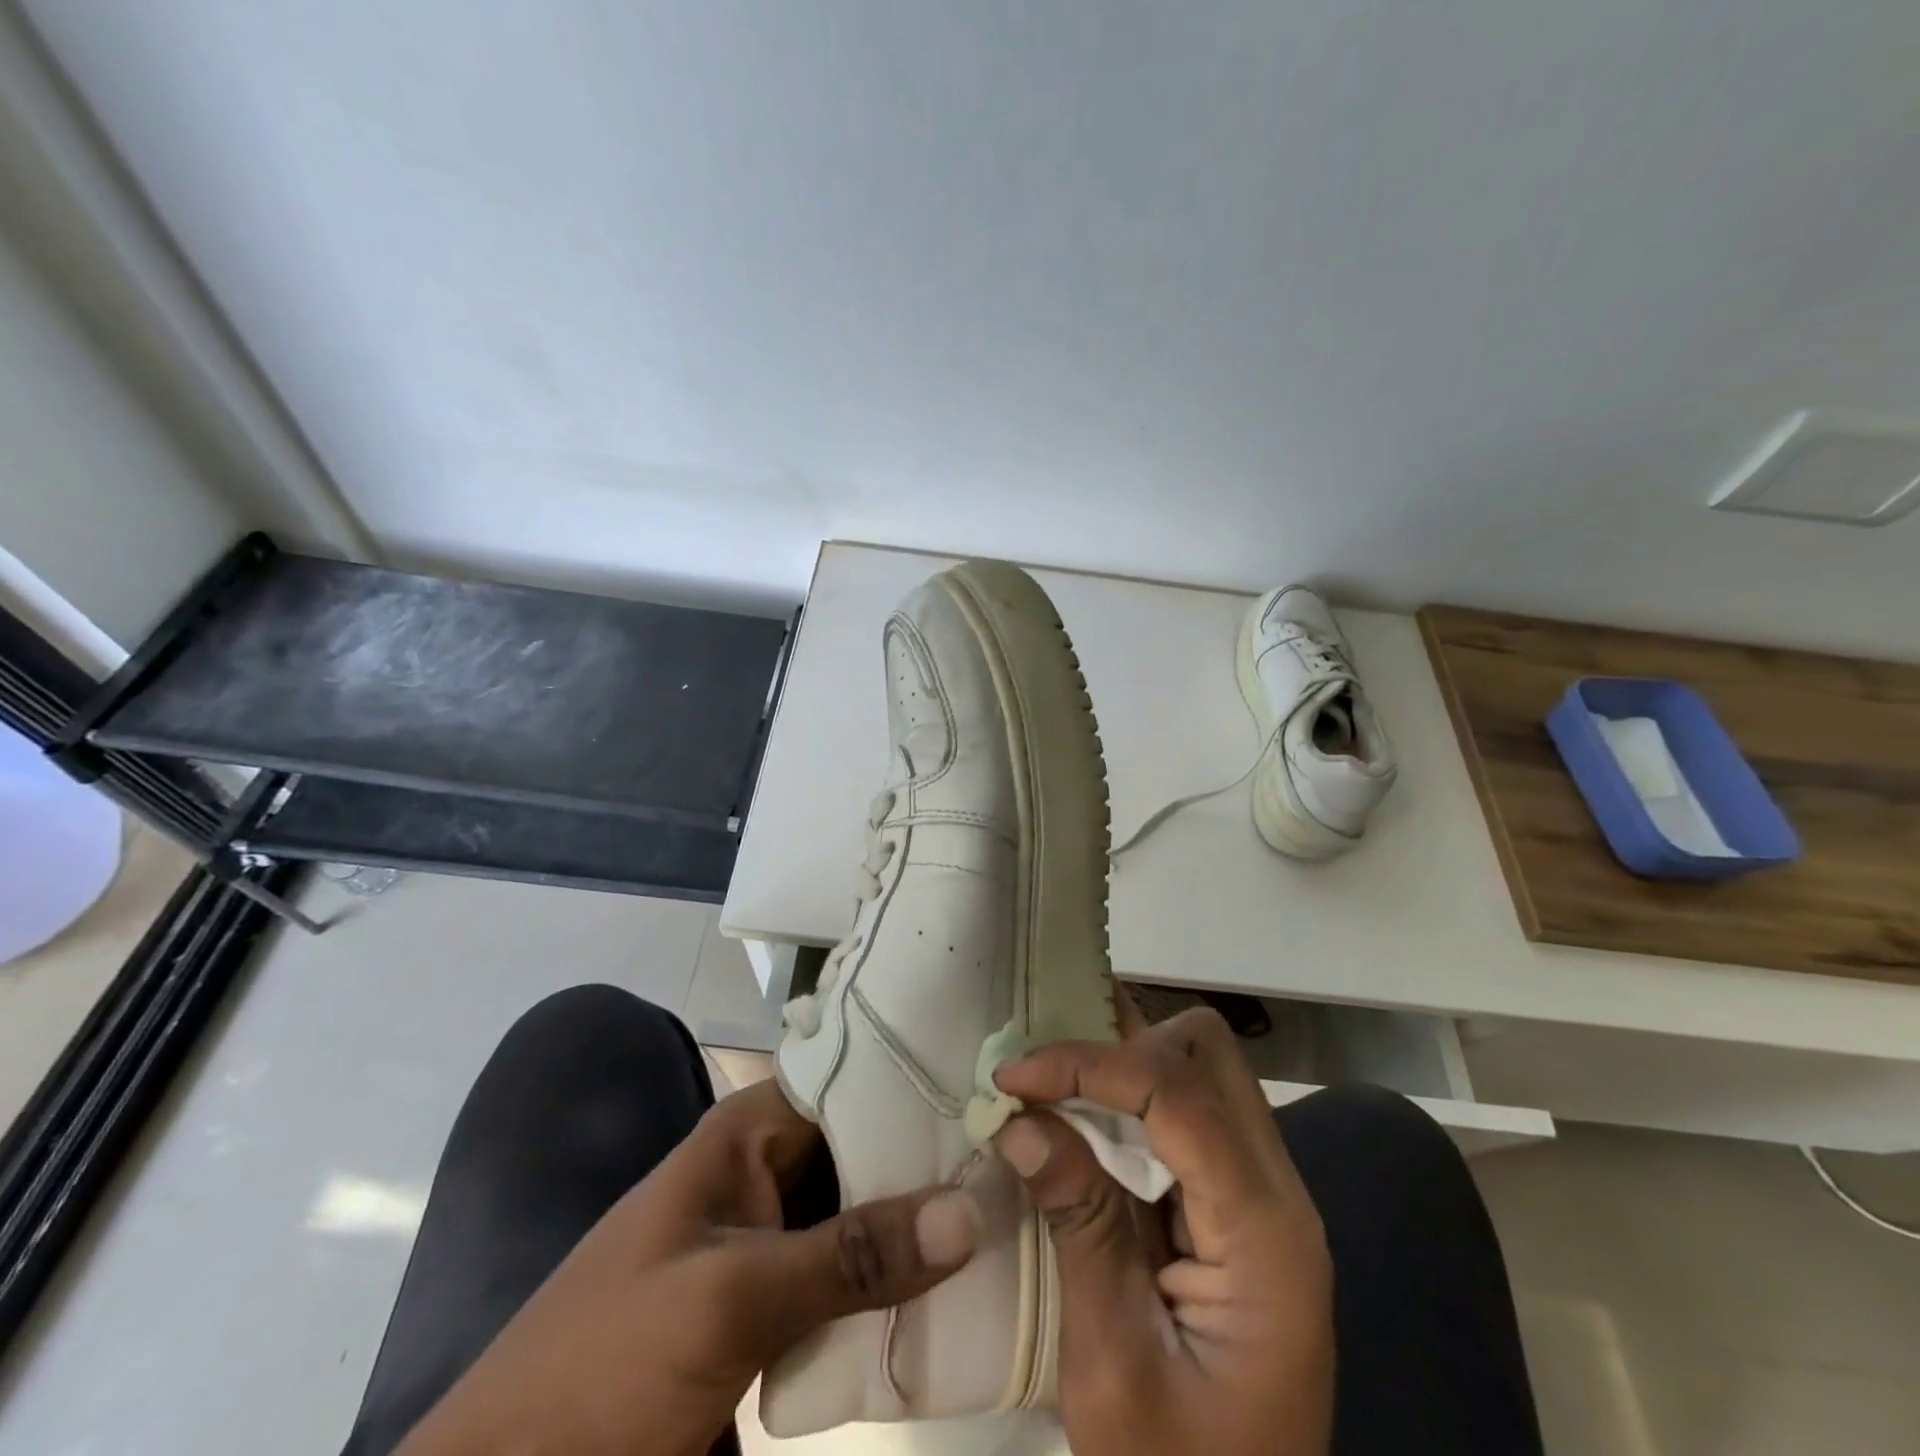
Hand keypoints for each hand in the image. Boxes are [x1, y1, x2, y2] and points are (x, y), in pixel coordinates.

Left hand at [399, 1079, 980, 1455]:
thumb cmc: (602, 1371)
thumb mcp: (730, 1300)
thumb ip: (853, 1253)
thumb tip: (973, 1206)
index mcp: (747, 1133)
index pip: (852, 1079)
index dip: (921, 1080)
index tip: (1000, 1088)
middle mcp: (765, 1172)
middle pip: (866, 1149)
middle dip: (935, 1160)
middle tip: (1026, 1162)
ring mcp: (770, 1244)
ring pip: (863, 1217)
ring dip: (923, 1227)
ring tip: (1017, 1215)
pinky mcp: (773, 1310)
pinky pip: (849, 1281)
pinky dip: (895, 1287)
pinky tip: (961, 1292)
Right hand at [993, 1002, 1332, 1455]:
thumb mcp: (1113, 1367)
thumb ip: (1080, 1226)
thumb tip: (1022, 1121)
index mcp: (1265, 1234)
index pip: (1180, 1094)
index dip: (1090, 1064)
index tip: (1013, 1077)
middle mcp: (1278, 1191)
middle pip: (1209, 1052)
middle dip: (1122, 1042)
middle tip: (1045, 1078)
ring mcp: (1262, 1194)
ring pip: (1200, 1067)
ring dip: (1124, 1060)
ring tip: (1052, 1080)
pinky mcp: (1237, 1204)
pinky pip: (1187, 1109)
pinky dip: (1130, 1094)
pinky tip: (1081, 1111)